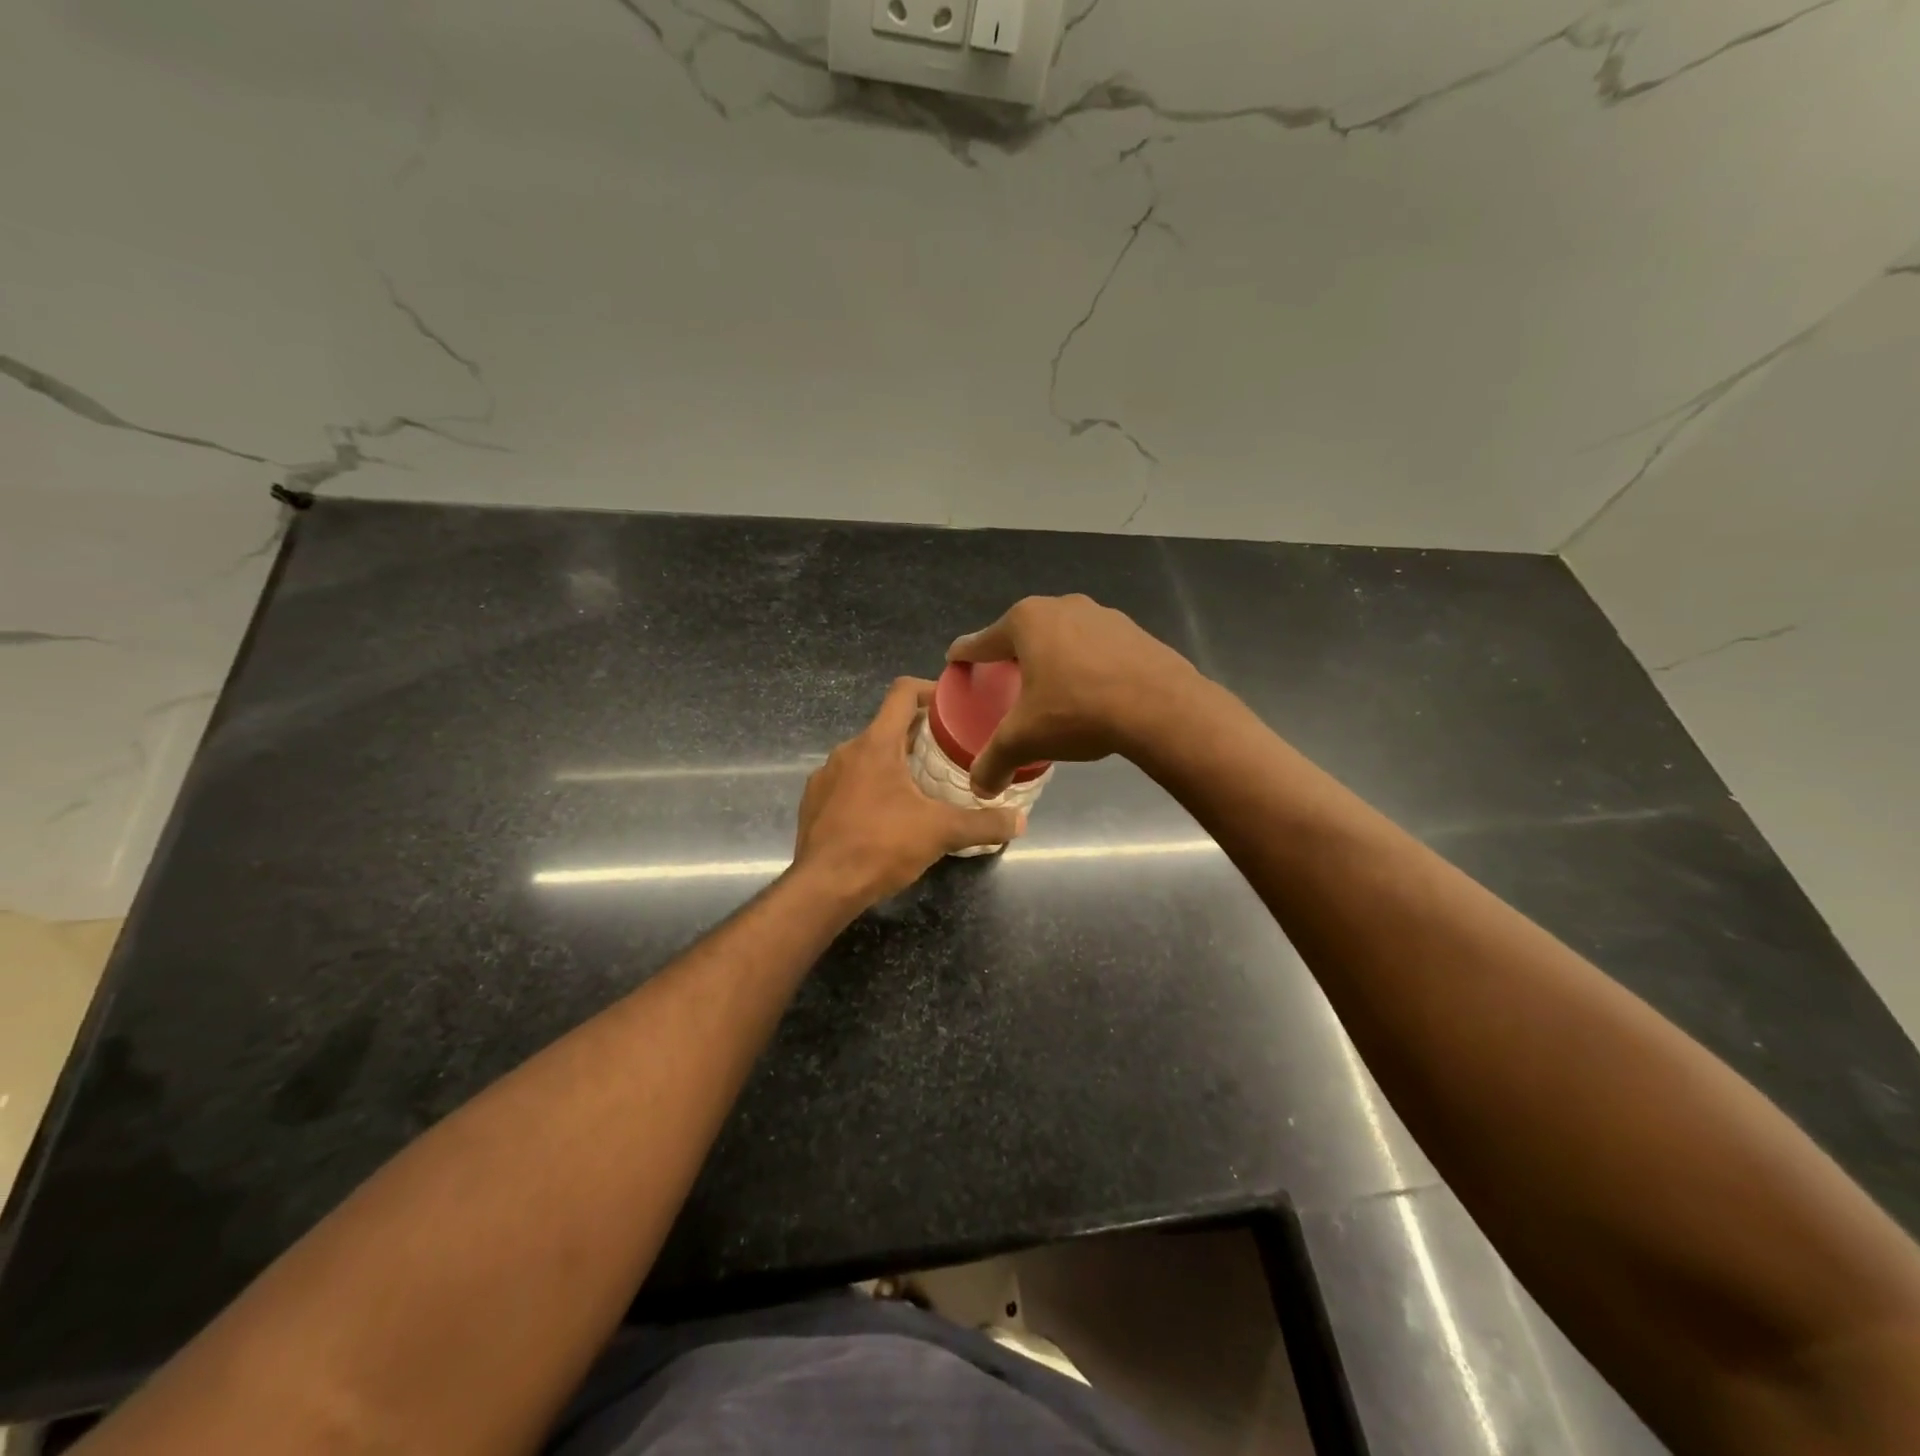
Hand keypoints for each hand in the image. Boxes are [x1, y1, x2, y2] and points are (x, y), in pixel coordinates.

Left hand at [793, 678, 1026, 905]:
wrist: (823, 887)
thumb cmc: (882, 846)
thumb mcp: (941, 833)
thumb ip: (983, 824)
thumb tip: (1020, 821)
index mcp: (876, 744)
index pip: (902, 693)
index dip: (929, 690)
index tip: (952, 704)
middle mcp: (846, 751)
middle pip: (887, 727)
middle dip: (918, 736)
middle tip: (949, 753)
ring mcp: (825, 776)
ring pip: (866, 756)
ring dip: (893, 764)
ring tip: (921, 787)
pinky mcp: (814, 801)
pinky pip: (847, 782)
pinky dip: (869, 787)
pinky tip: (885, 814)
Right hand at [947, 594, 1200, 796]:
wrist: (1160, 707)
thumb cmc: (1077, 711)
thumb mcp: (1025, 739)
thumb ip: (994, 761)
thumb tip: (979, 789)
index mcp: (1026, 622)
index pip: (983, 640)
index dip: (966, 654)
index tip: (956, 659)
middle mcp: (1062, 607)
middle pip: (1024, 634)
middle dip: (1012, 655)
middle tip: (1004, 680)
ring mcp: (1102, 615)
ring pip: (1063, 637)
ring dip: (1052, 658)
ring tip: (1051, 688)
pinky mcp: (1133, 632)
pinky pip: (1096, 648)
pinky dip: (1086, 665)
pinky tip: (1091, 691)